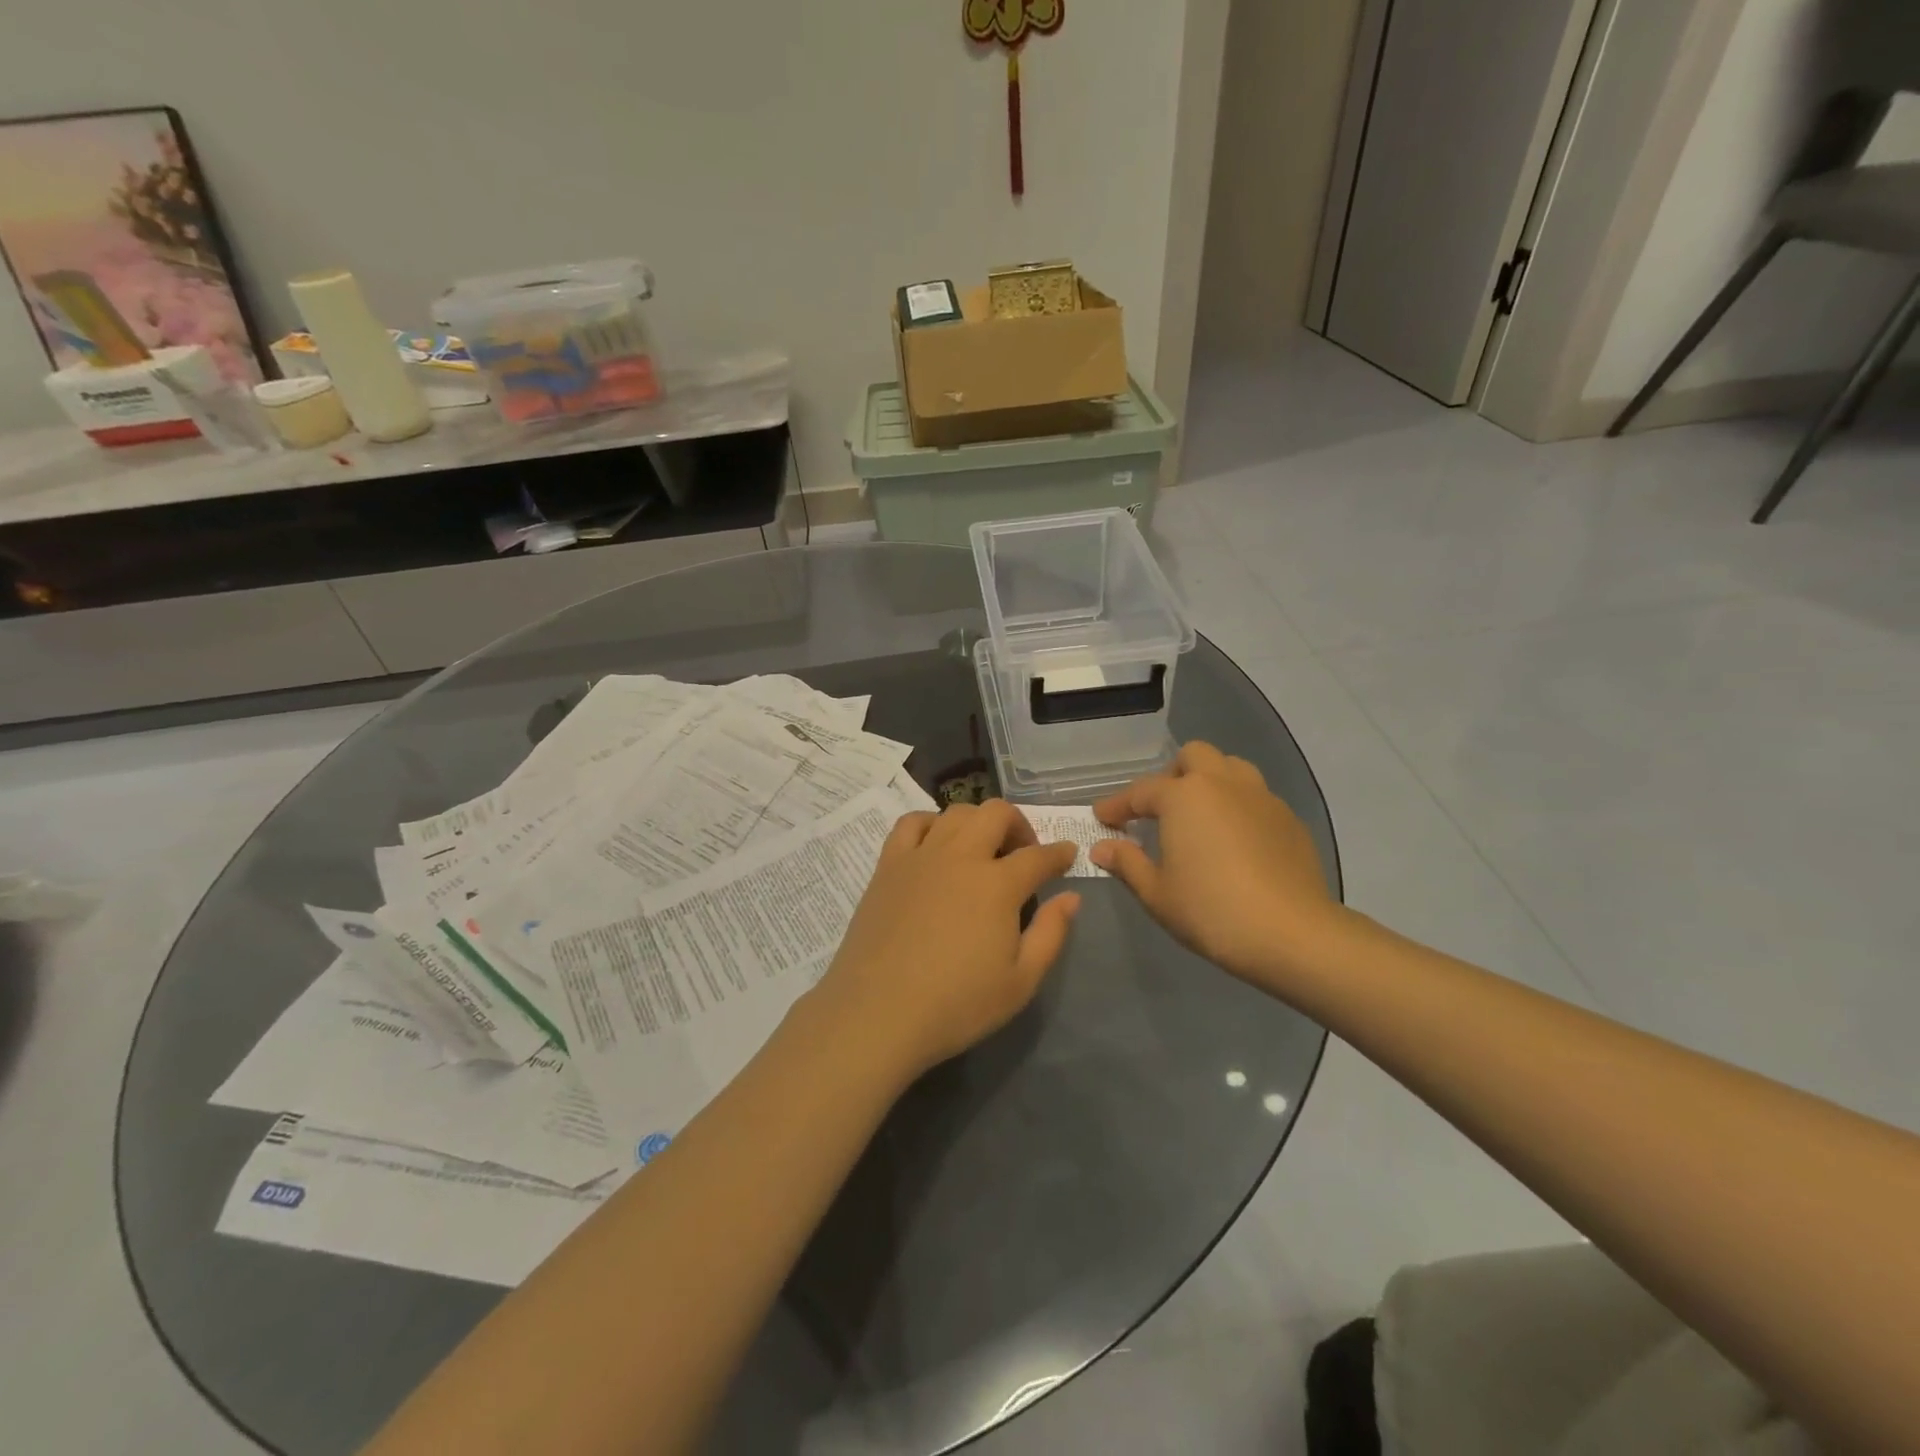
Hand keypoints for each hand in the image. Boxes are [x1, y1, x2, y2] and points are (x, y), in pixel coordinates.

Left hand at [810, 801, 1081, 1082]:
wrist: (878, 1012)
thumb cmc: (956, 1004)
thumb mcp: (1021, 982)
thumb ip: (1051, 934)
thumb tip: (1071, 897)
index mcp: (997, 885)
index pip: (1038, 856)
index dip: (1059, 853)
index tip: (1068, 855)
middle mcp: (961, 857)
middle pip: (996, 814)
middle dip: (1019, 825)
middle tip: (1023, 853)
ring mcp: (921, 856)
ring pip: (956, 812)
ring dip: (978, 821)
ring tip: (982, 848)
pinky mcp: (888, 865)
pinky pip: (911, 823)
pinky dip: (931, 823)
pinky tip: (936, 844)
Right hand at [1091, 742, 1337, 983]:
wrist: (1292, 934)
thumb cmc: (1211, 911)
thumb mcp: (1157, 893)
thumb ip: (1127, 863)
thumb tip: (1102, 848)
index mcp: (1183, 796)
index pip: (1140, 791)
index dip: (1117, 805)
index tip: (1102, 818)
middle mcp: (1222, 784)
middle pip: (1192, 757)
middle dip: (1170, 776)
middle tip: (1159, 810)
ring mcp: (1261, 797)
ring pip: (1231, 768)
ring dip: (1210, 781)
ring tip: (1199, 816)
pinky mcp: (1289, 818)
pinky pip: (1256, 797)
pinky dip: (1237, 807)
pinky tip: (1234, 841)